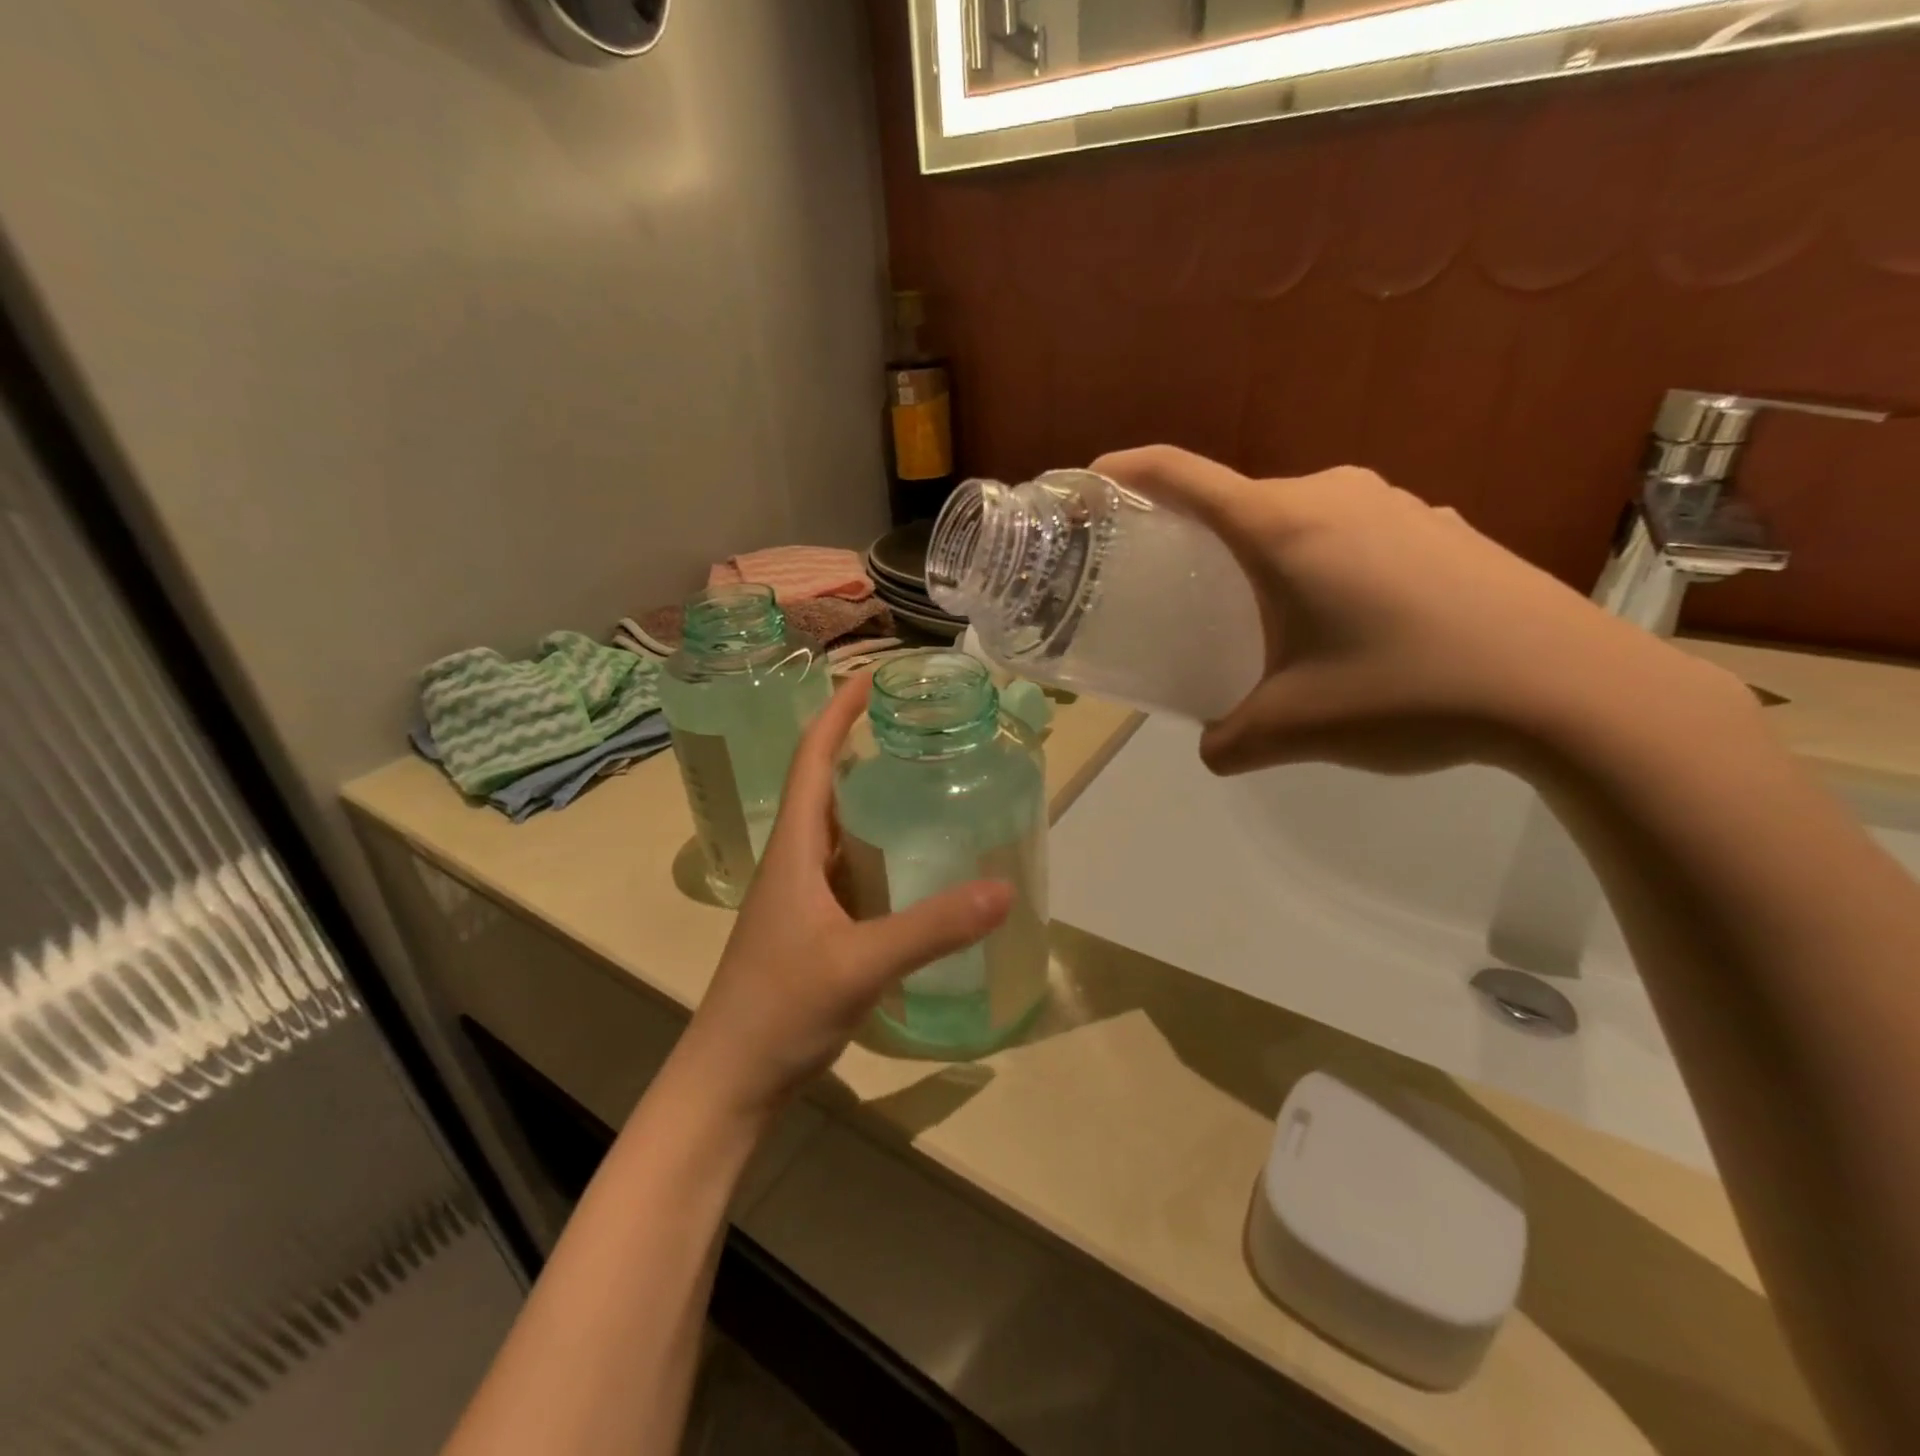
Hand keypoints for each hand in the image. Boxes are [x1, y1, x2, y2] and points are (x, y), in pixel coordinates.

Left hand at [673, 676, 1012, 1120]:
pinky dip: (881, 852)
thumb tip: (1003, 888)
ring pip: (841, 829)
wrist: (731, 1080)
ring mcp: (803, 896)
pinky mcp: (815, 926)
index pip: (812, 758)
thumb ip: (931, 928)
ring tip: (928, 784)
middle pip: (828, 785)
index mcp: (794, 847)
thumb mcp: (859, 964)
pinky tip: (916, 864)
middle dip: (865, 747)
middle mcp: (796, 860)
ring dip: (874, 800)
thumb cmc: (778, 1009)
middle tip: (921, 730)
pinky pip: (852, 870)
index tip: (874, 677)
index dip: (839, 712)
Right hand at [1091, 445, 1748, 775]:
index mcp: (1285, 527)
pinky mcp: (1440, 529)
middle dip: (1197, 536)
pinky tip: (1347, 623)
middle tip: (1176, 585)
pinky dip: (1323, 565)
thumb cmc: (1409, 692)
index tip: (1092, 480)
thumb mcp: (1295, 728)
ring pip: (1299, 519)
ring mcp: (1397, 506)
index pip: (1183, 476)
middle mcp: (1336, 496)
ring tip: (1264, 615)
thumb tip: (1213, 748)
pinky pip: (1353, 534)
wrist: (1571, 690)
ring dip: (1266, 556)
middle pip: (1240, 501)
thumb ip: (1230, 740)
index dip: (1128, 471)